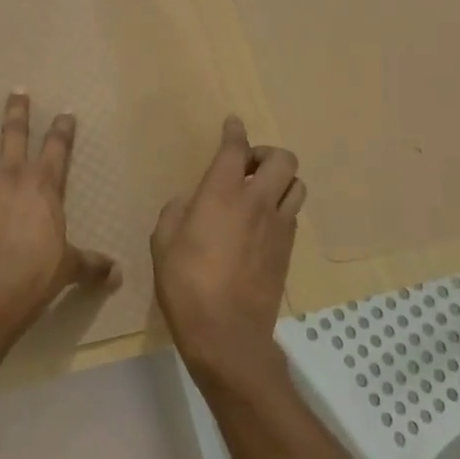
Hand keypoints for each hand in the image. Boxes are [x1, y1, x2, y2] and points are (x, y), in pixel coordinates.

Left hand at [0, 91, 117, 337]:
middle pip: (14, 133)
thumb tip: (116, 274)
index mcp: (43, 185)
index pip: (58, 148)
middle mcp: (10, 175)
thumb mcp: (68, 267)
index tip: (65, 112)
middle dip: (17, 111)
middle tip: (16, 91)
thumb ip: (90, 265)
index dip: (62, 129)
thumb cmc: (36, 273)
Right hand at [152, 115, 305, 393]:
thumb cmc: (185, 285)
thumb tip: (190, 203)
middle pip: (283, 160)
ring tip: (259, 193)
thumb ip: (175, 212)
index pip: (235, 149)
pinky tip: (262, 224)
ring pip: (297, 185)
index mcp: (221, 194)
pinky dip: (282, 208)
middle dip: (266, 154)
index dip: (235, 131)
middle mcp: (257, 202)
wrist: (227, 335)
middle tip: (246, 167)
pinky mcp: (288, 251)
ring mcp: (279, 227)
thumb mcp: (162, 243)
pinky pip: (293, 214)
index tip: (233, 123)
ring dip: (280, 181)